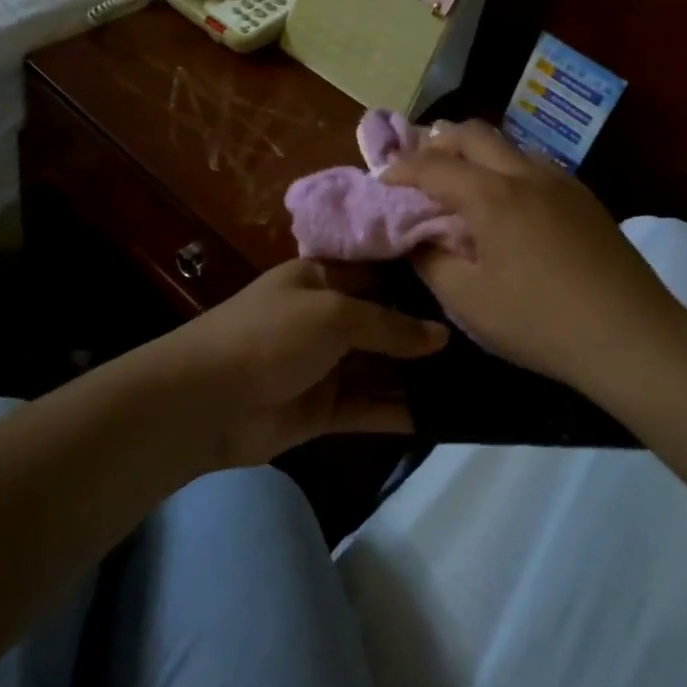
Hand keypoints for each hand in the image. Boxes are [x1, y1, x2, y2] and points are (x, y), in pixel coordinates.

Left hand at [156, 258, 447, 466]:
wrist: (203, 401)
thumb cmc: (268, 336)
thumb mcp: (331, 315)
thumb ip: (388, 325)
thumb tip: (441, 335)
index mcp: (320, 279)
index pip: (378, 271)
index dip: (417, 277)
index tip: (466, 281)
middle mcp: (325, 317)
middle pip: (384, 321)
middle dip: (424, 330)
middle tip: (483, 336)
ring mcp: (325, 365)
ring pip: (381, 367)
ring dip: (418, 374)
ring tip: (475, 378)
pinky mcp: (324, 410)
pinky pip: (370, 406)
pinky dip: (401, 410)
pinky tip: (443, 415)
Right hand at [380, 120, 686, 395]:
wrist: (633, 337)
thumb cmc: (541, 322)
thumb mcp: (469, 302)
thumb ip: (431, 261)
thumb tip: (417, 237)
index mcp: (492, 196)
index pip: (433, 165)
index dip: (400, 169)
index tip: (382, 180)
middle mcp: (525, 174)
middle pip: (472, 133)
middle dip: (437, 142)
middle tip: (418, 168)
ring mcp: (561, 181)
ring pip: (508, 144)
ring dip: (475, 152)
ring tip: (460, 181)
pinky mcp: (585, 197)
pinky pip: (534, 164)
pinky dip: (506, 167)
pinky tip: (507, 203)